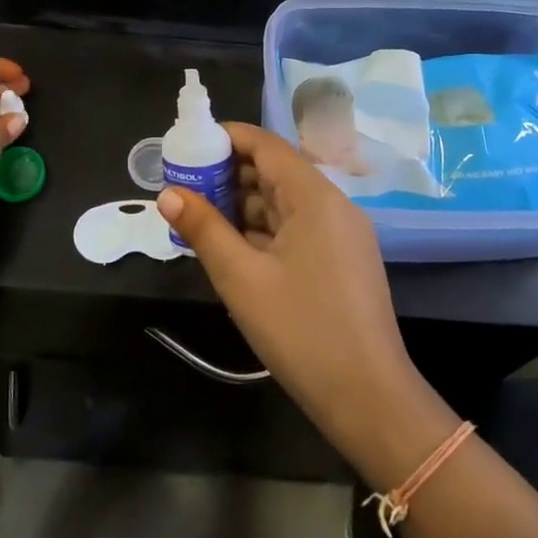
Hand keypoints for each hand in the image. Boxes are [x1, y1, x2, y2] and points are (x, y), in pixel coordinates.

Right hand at [157, 123, 434, 471]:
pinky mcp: (342, 261)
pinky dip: (263, 230)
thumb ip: (204, 229)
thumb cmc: (301, 330)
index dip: (227, 138)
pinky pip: (296, 229)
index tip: (188, 146)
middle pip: (275, 171)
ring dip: (243, 205)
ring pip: (284, 203)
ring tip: (199, 216)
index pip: (267, 145)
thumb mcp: (241, 278)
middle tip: (184, 186)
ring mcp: (341, 235)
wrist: (368, 398)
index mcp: (315, 197)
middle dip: (229, 174)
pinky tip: (232, 246)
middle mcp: (333, 205)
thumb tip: (168, 194)